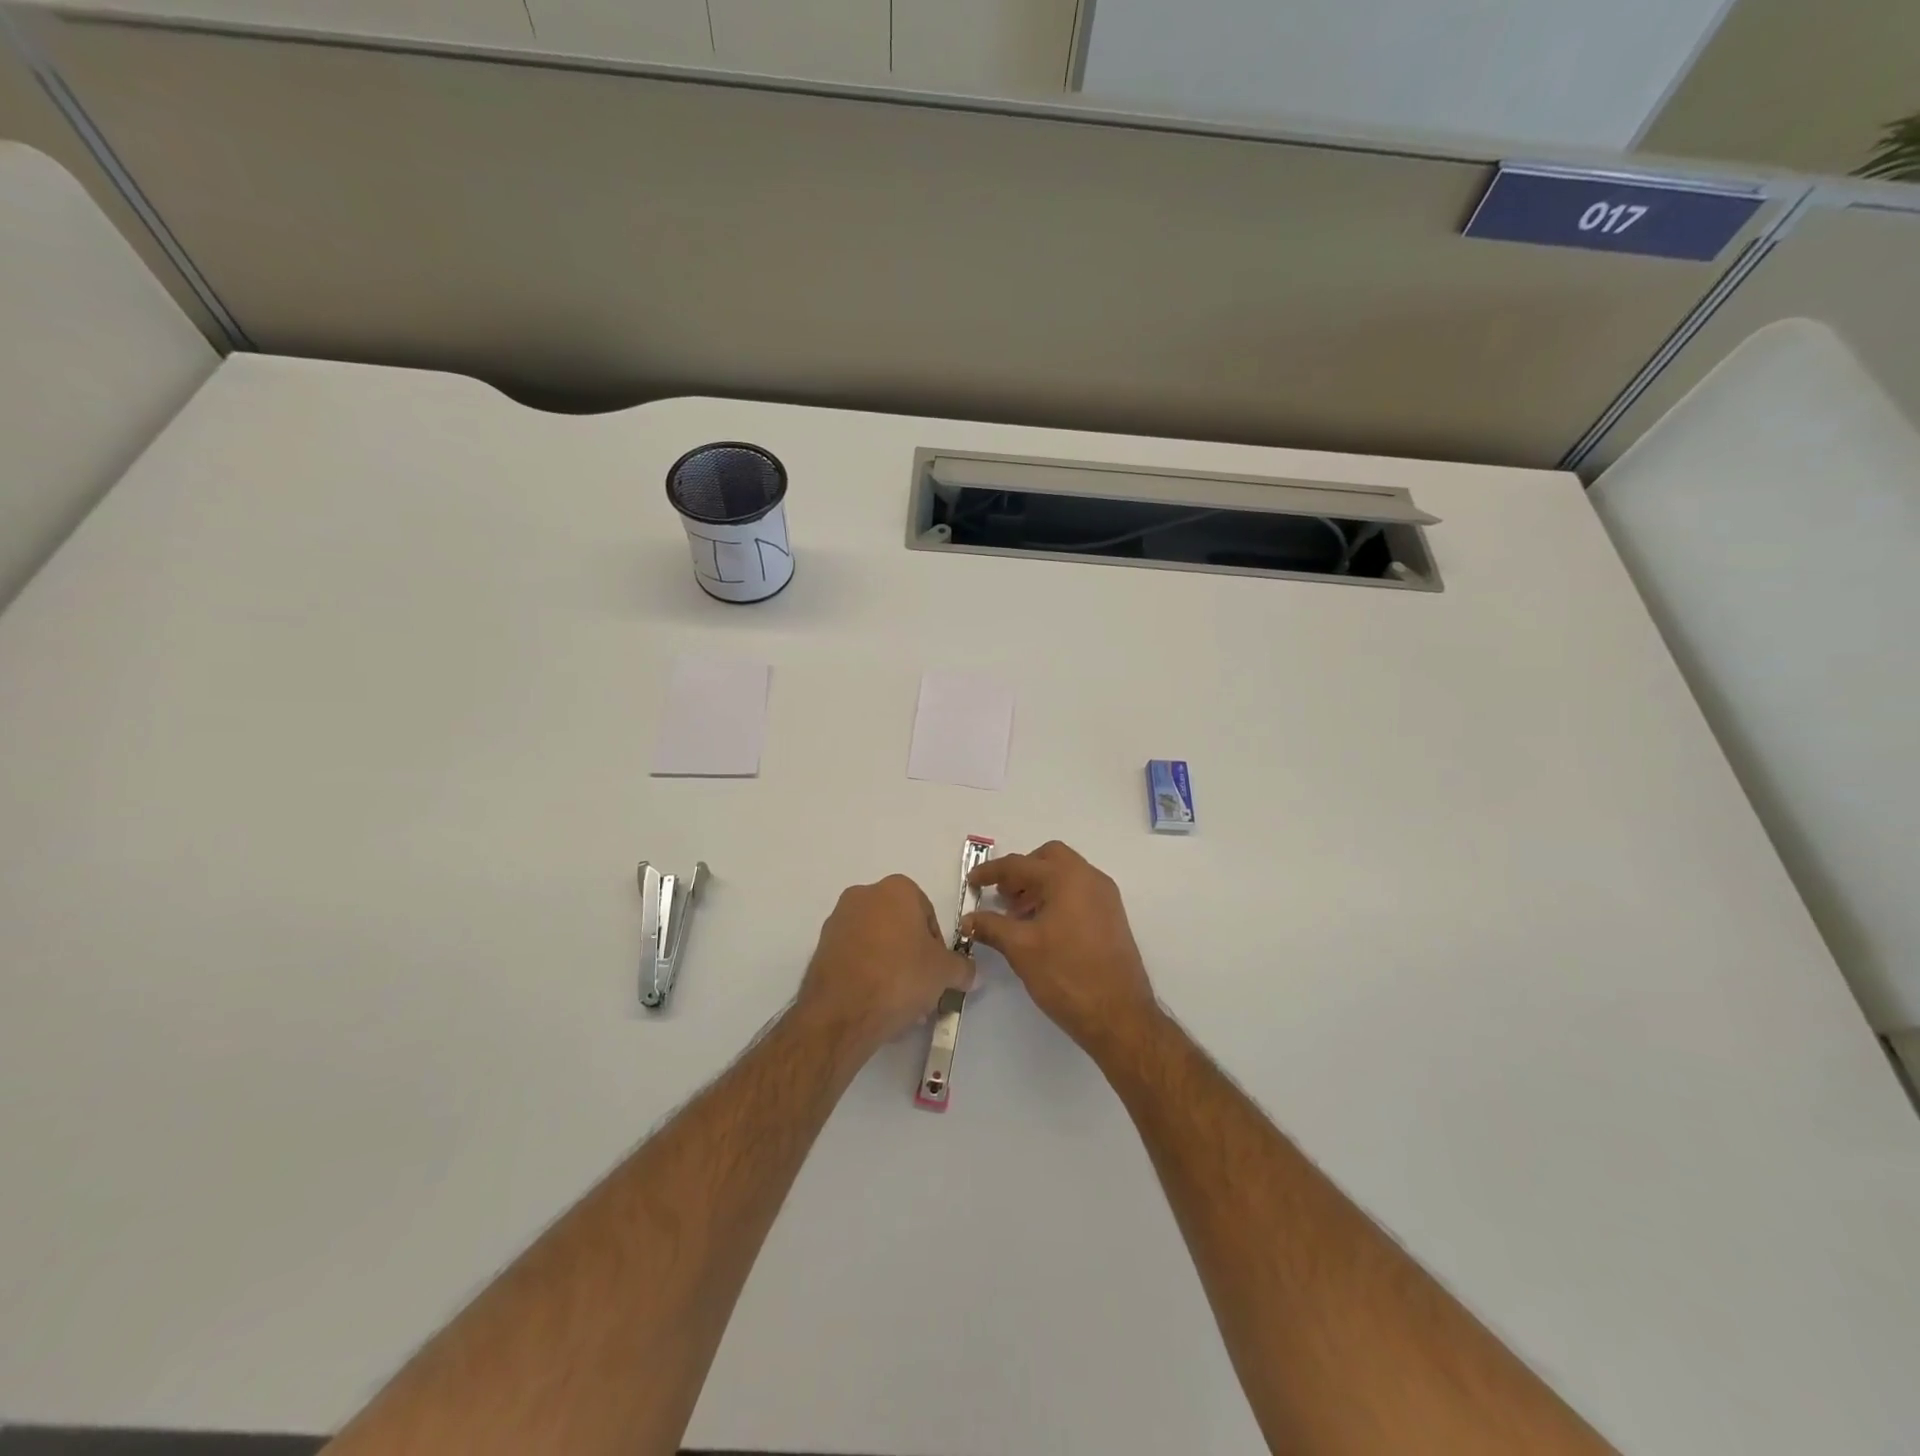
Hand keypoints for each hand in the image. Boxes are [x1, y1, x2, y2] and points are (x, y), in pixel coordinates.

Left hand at [798, 875, 973, 1054]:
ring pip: (876, 944)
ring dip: (890, 968)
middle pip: (899, 927)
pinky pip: (855, 958)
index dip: (937, 945)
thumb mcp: (945, 973)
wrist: (842, 1012)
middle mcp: (863, 895)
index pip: (927, 914)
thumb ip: (962, 967)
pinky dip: (867, 975)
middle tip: (921, 989)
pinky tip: (876, 1005)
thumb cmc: (900, 977)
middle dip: (912, 957)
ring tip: (900, 1005)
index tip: (937, 971)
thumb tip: (970, 972)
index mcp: (896, 889)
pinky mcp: (820, 947)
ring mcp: (838, 921)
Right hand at [962, 842, 1157, 1054]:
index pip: (1020, 864)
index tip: (972, 882)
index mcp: (1067, 878)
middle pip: (1049, 858)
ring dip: (1039, 886)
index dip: (991, 872)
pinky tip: (1042, 928)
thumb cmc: (1066, 975)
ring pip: (1066, 875)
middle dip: (1022, 872)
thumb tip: (968, 919)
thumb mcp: (1021, 949)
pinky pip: (1079, 892)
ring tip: (1018, 916)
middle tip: (1003, 897)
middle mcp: (1090, 878)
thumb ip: (991, 927)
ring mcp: (1105, 897)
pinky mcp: (1112, 917)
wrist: (1119, 1015)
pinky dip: (1057, 898)